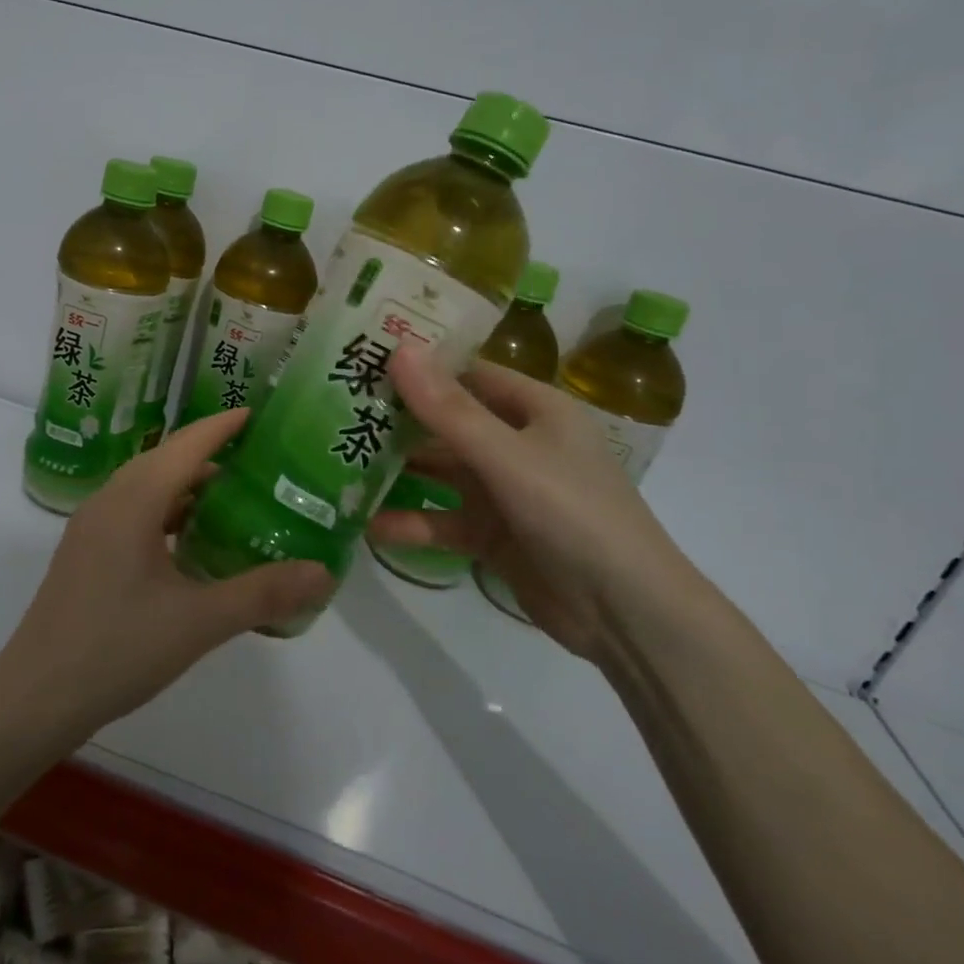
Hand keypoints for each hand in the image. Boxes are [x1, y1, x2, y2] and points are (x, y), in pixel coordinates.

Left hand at [0, 410, 330, 743]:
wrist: (37, 697)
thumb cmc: (118, 649)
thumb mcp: (199, 622)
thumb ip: (262, 593)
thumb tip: (323, 572)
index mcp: (132, 502)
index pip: (185, 446)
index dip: (221, 427)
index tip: (258, 414)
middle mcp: (108, 502)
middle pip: (164, 460)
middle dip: (209, 453)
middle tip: (258, 459)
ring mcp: (91, 529)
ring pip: (145, 488)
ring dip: (186, 486)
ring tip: (233, 497)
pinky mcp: (85, 554)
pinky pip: (132, 514)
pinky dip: (166, 513)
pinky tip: (191, 543)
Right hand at [368, 344, 710, 660]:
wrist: (625, 613)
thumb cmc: (574, 514)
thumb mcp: (508, 457)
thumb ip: (449, 410)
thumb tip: (399, 350)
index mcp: (536, 410)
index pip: (469, 374)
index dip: (421, 366)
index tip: (365, 360)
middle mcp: (519, 444)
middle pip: (448, 423)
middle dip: (399, 420)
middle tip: (337, 411)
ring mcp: (505, 492)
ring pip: (441, 472)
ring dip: (399, 471)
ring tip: (340, 464)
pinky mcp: (494, 535)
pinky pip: (444, 520)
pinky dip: (412, 522)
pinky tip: (369, 526)